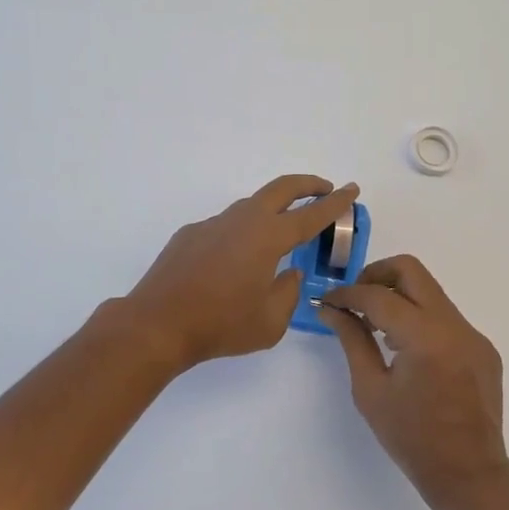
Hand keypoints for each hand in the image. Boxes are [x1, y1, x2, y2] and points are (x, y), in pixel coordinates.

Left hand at [122, 175, 360, 372]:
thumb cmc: (220, 325)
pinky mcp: (190, 234)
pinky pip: (225, 226)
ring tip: (281, 230)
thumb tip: (288, 274)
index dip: (335, 203)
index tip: (351, 189)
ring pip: (251, 206)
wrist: (157, 324)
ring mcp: (212, 224)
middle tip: (325, 189)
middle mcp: (242, 221)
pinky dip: (241, 232)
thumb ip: (288, 293)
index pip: (311, 215)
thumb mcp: (270, 321)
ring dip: (273, 209)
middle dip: (307, 185)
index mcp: (268, 238)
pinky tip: (235, 261)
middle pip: (281, 189)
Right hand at [320, 256, 508, 509]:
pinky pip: (445, 317)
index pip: (377, 295)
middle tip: (355, 300)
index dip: (347, 294)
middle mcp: (453, 324)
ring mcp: (472, 334)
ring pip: (429, 291)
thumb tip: (331, 309)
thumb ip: (352, 340)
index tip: (327, 302)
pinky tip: (407, 350)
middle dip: (376, 276)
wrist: (470, 474)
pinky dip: (420, 320)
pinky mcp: (482, 347)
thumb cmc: (412, 438)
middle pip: (410, 270)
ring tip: (376, 327)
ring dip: (398, 297)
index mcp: (424, 336)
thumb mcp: (371, 390)